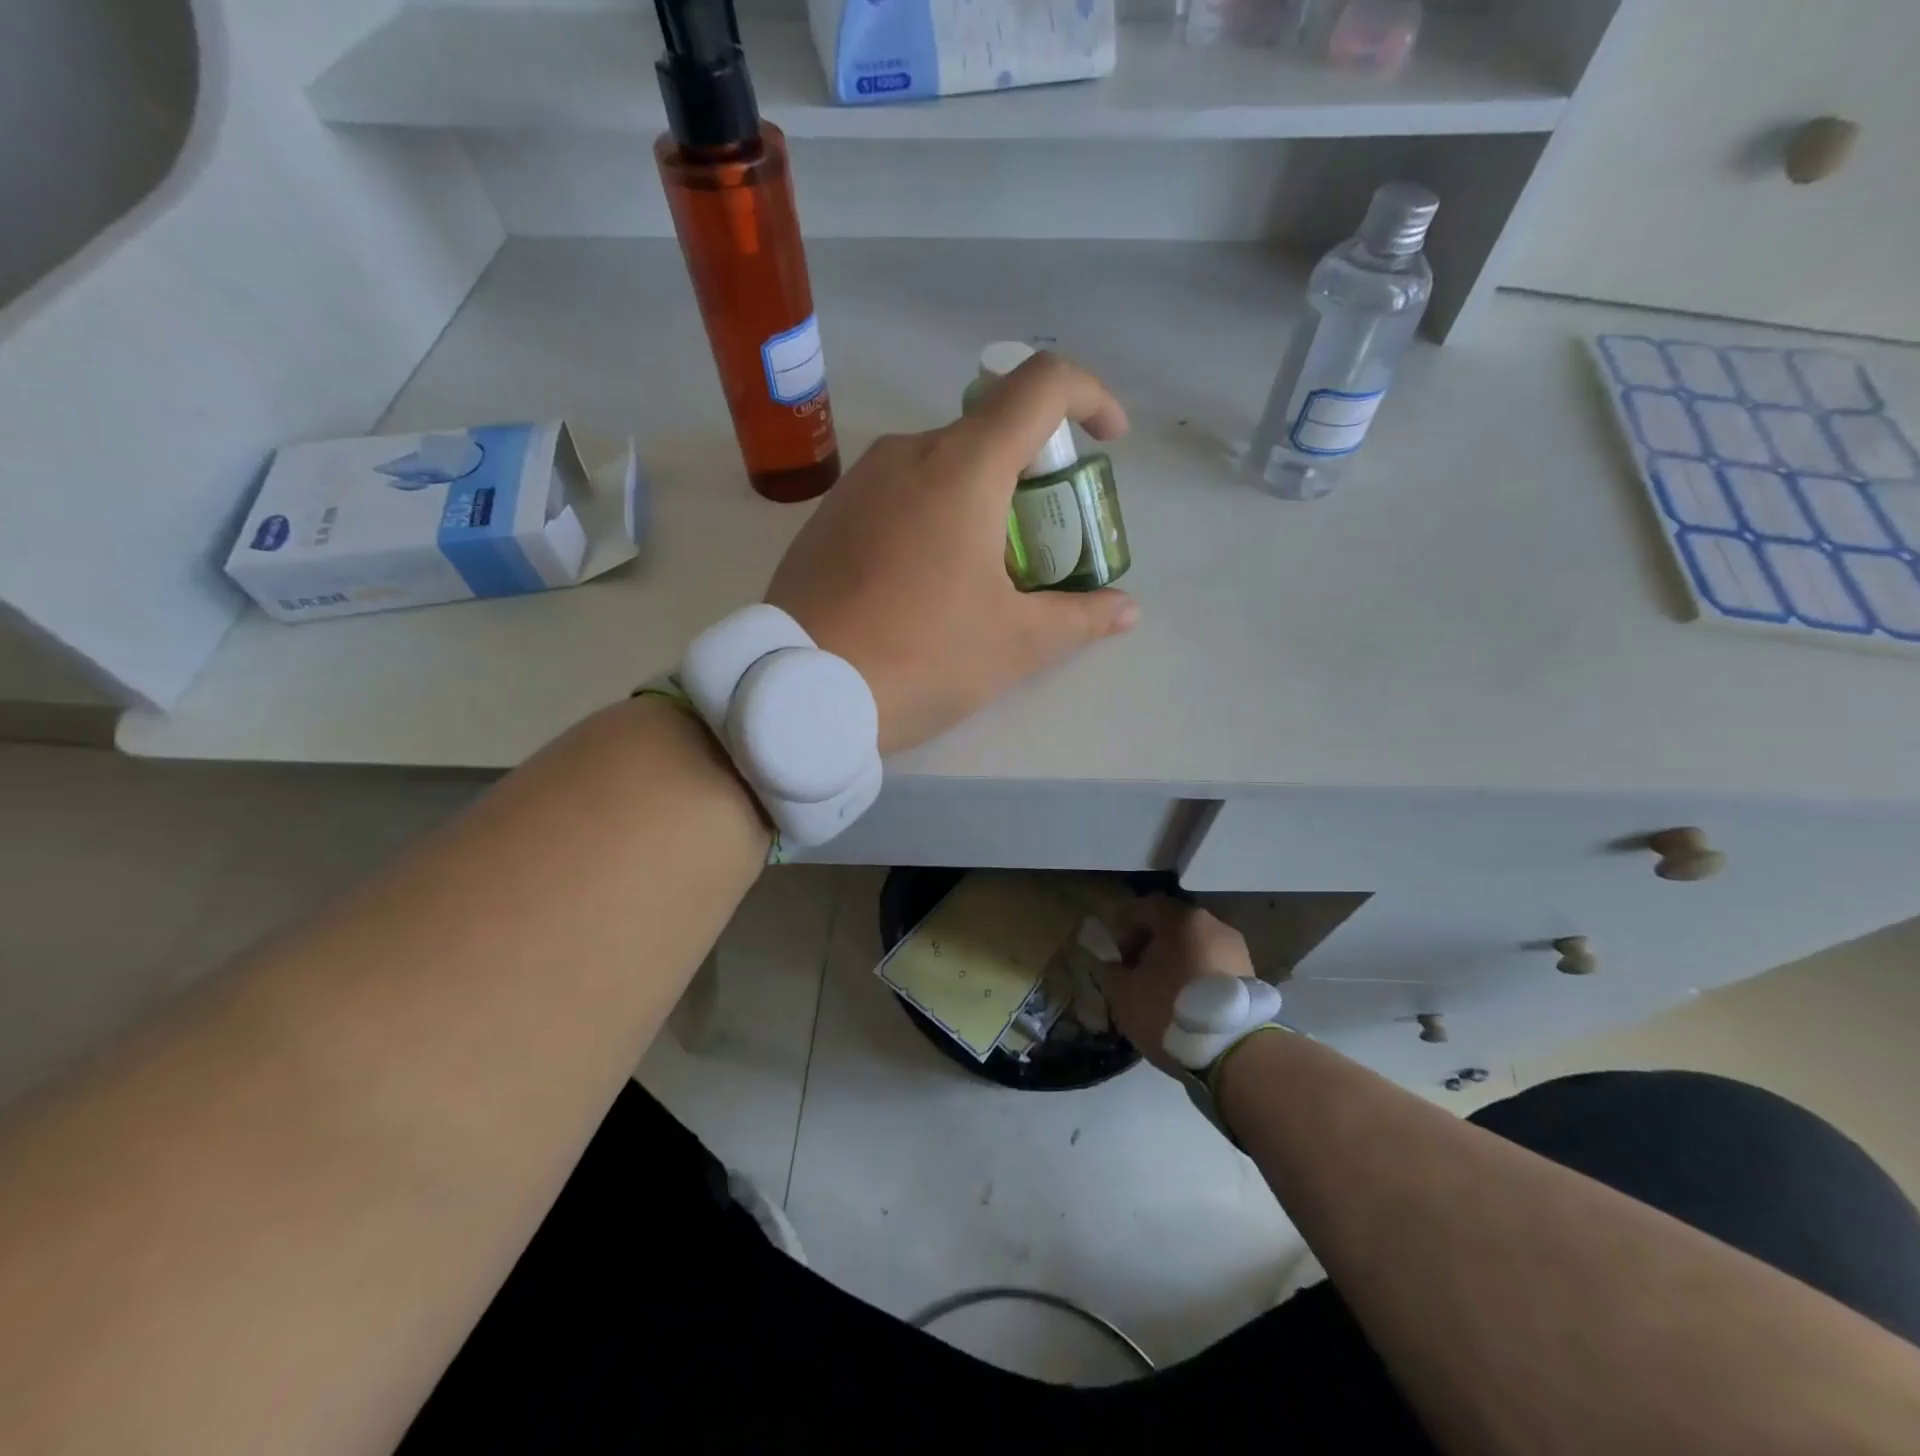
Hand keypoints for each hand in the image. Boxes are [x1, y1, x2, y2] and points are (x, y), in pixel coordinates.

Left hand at [766, 351, 1138, 755]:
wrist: (801, 692)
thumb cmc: (921, 657)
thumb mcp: (1014, 644)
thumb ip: (1079, 618)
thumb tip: (1126, 611)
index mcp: (963, 467)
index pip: (1041, 386)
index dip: (1089, 398)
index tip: (1107, 444)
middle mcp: (908, 453)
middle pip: (990, 433)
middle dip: (1032, 476)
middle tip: (1043, 545)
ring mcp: (859, 482)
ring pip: (941, 467)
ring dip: (979, 500)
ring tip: (982, 574)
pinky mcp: (827, 516)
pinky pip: (897, 495)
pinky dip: (931, 517)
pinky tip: (924, 584)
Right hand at [1102, 897, 1255, 1075]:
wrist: (1234, 1052)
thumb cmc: (1170, 1011)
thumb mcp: (1123, 993)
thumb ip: (1109, 970)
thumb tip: (1108, 963)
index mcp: (1181, 919)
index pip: (1145, 907)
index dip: (1125, 928)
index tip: (1118, 957)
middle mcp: (1213, 925)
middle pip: (1173, 926)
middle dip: (1151, 946)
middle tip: (1137, 975)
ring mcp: (1236, 950)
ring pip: (1195, 947)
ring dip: (1176, 962)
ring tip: (1163, 994)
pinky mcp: (1251, 976)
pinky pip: (1214, 967)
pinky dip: (1197, 977)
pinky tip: (1188, 1005)